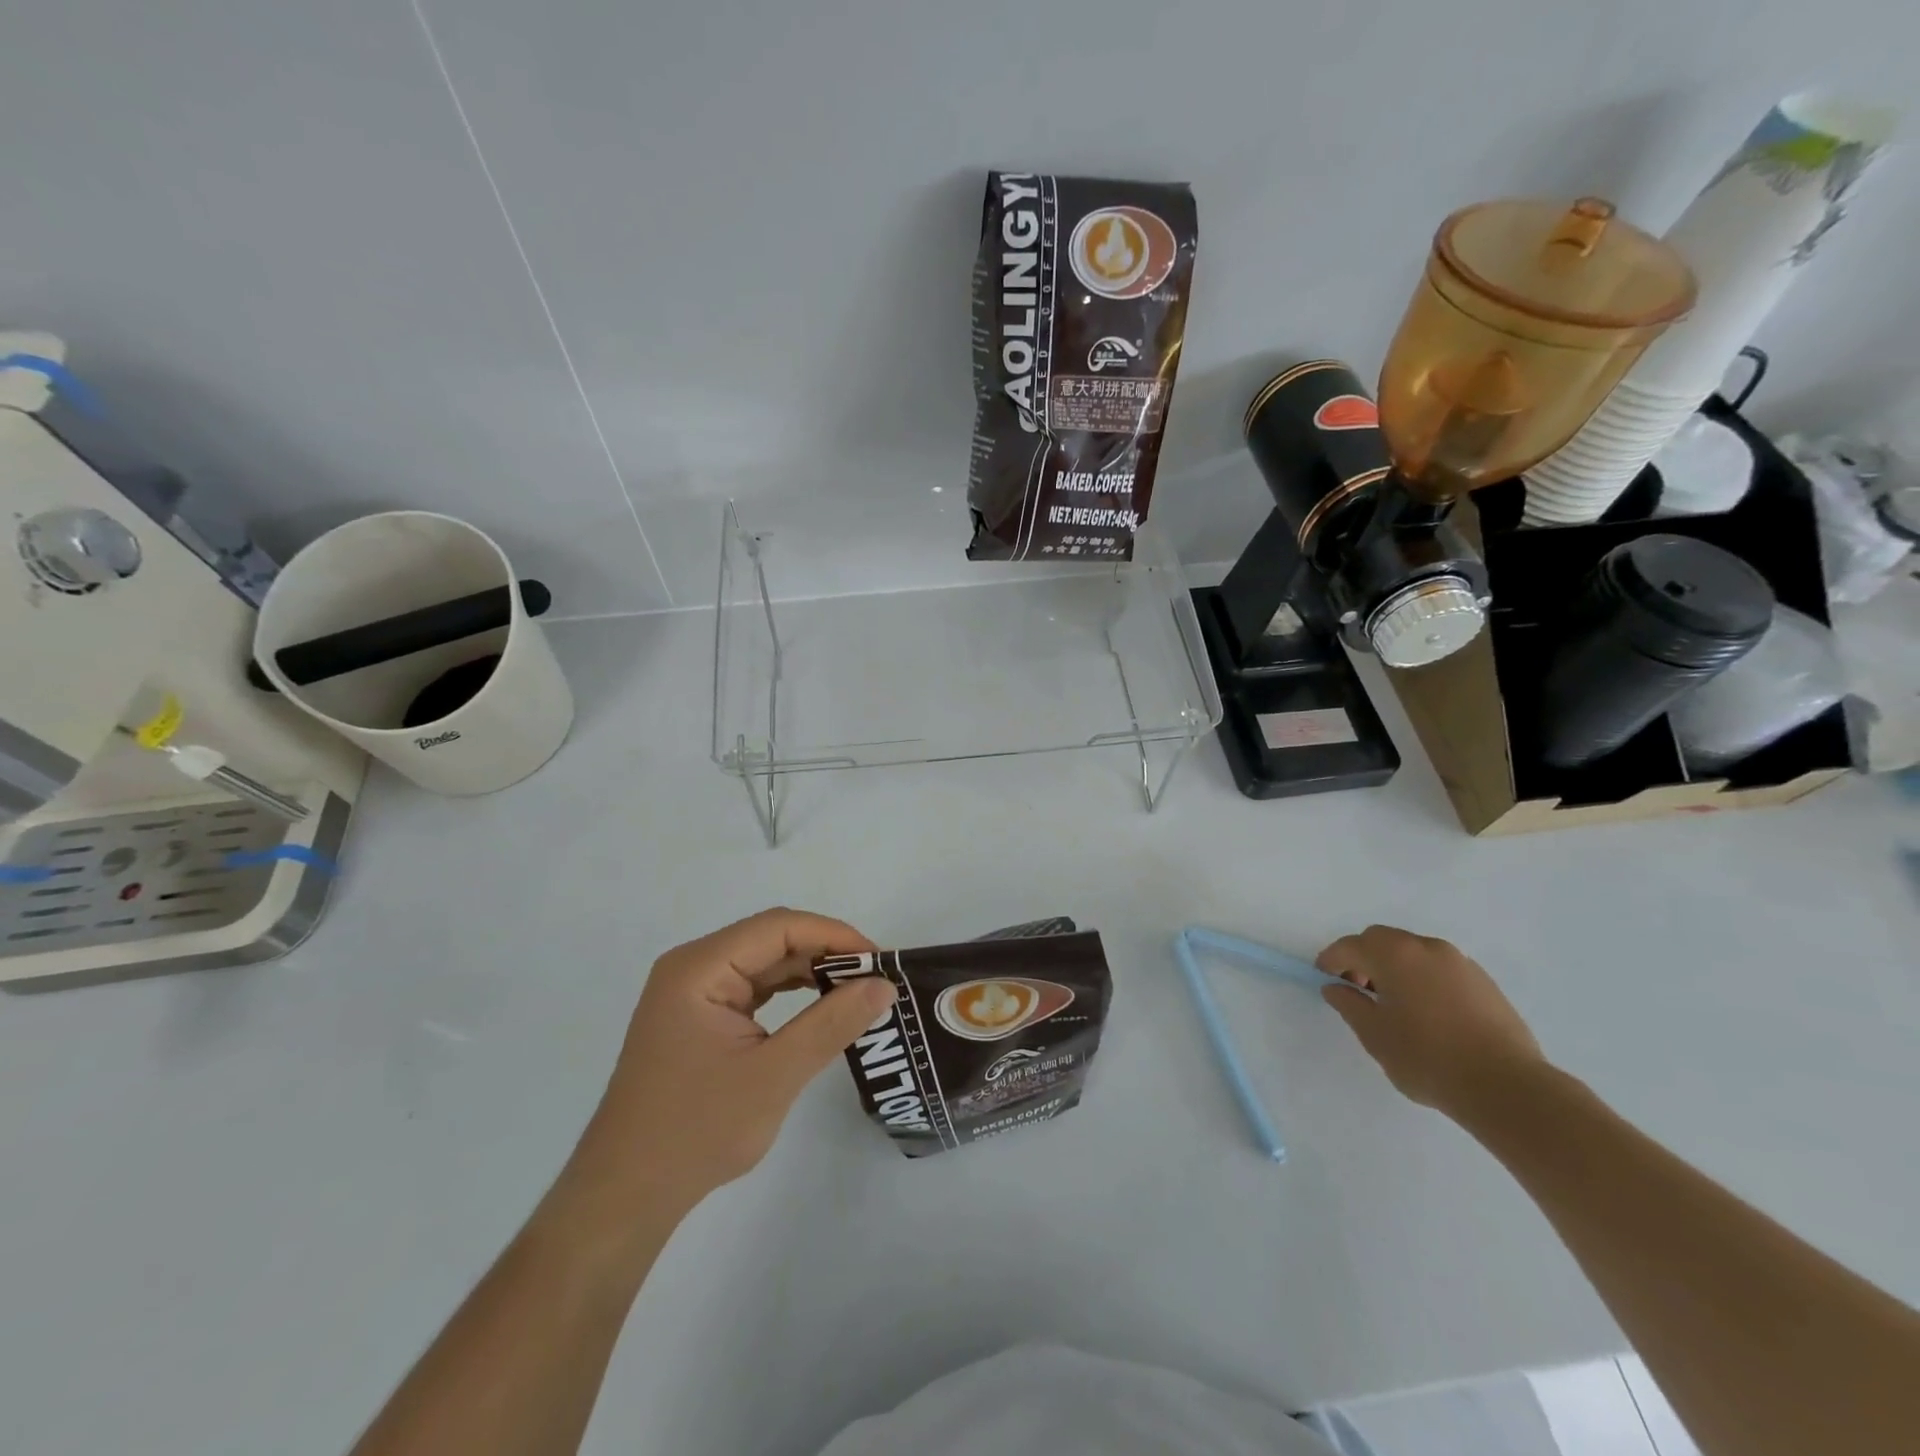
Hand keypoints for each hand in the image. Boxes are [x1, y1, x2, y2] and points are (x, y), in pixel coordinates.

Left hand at [568, 909, 895, 1217]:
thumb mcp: (774, 1076)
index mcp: (700, 968)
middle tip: (875, 979)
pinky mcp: (700, 1017)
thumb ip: (832, 1024)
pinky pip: (754, 989)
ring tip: (857, 991)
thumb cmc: (696, 1131)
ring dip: (811, 972)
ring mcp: (694, 993)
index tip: (879, 961)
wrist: (625, 1196)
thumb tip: (884, 985)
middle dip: (826, 953)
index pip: (778, 927)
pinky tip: (821, 1007)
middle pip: (771, 939)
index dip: (834, 935)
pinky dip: (791, 993)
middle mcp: (693, 967)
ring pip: (765, 962)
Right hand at [1316, 925, 1545, 1116]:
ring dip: (1395, 968)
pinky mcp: (1484, 982)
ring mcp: (1460, 962)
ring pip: (1414, 953)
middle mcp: (1427, 947)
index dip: (1332, 960)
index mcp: (1395, 954)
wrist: (1507, 1087)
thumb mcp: (1375, 1035)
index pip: (1351, 945)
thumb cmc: (1428, 1058)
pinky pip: (1440, 969)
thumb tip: (1335, 987)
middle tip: (1358, 989)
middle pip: (1383, 941)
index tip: (1324, 979)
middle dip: (1364, 958)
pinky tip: (1427, 1012)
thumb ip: (1349, 1004)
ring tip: (1394, 1004)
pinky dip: (1423, 978)